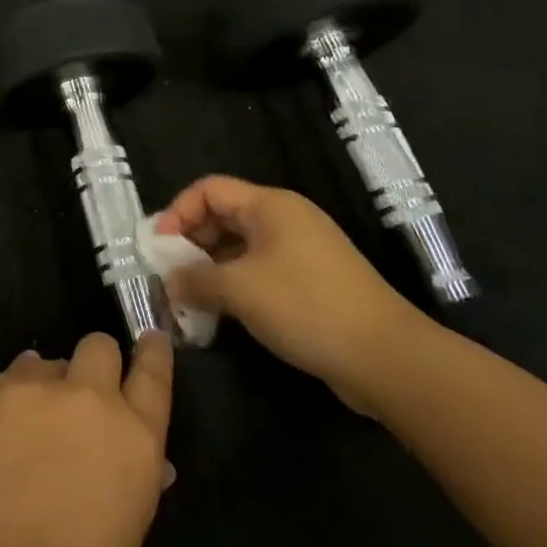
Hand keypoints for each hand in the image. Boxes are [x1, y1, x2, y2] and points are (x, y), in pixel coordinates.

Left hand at [0, 332, 173, 546]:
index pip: (154, 374)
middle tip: (81, 401)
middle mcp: (84, 400)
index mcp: (132, 440)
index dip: (154, 353)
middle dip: (96, 365)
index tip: (150, 338)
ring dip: (44, 387)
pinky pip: (3, 381)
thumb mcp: (121, 542)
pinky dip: (6, 402)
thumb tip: (137, 457)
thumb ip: (130, 482)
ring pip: (44, 361)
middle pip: (98, 346)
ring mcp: (27, 392)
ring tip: (28, 430)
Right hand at [156, 174, 428, 410]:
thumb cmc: (306, 307)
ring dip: (211, 268)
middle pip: (224, 215)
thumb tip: (170, 281)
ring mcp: (302, 250)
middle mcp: (285, 218)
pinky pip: (261, 270)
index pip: (209, 190)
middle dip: (192, 243)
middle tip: (171, 276)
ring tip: (190, 299)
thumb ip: (195, 280)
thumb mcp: (239, 290)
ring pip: (241, 246)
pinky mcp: (312, 280)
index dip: (178, 212)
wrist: (386, 357)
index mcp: (269, 205)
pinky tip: (222, 313)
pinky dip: (236, 284)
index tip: (159, 248)